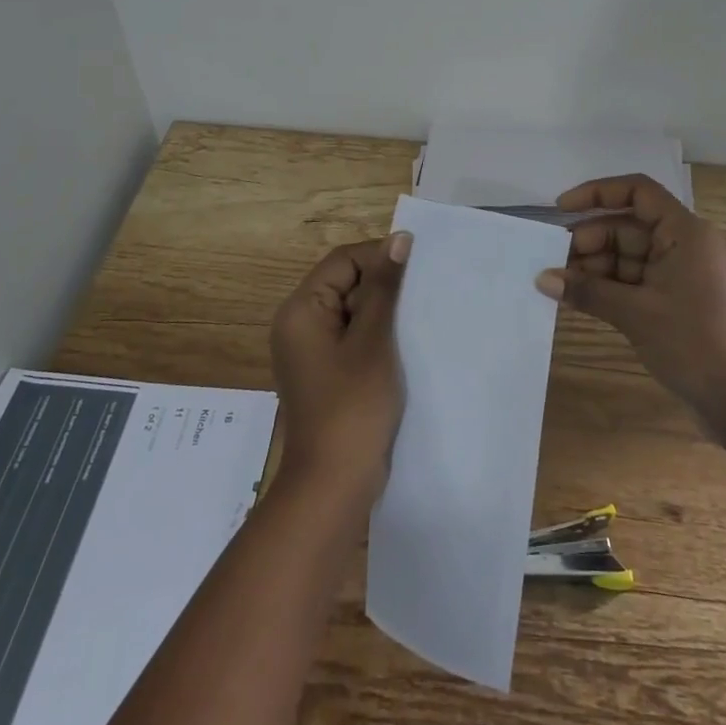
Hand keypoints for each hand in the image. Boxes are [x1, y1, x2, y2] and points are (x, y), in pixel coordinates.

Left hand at [270, 233, 410, 498]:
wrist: (334, 485)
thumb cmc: (353, 407)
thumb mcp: (373, 340)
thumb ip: (384, 288)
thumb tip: (399, 239)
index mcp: (302, 310)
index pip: (343, 261)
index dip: (380, 256)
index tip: (420, 265)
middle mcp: (300, 324)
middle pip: (345, 283)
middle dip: (384, 285)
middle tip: (424, 291)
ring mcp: (312, 351)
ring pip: (353, 311)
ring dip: (384, 311)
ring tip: (420, 315)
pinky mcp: (326, 373)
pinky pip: (352, 338)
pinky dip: (377, 335)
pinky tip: (406, 343)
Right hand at [535, 175, 725, 421]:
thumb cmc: (694, 342)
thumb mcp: (636, 313)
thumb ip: (587, 291)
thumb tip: (541, 279)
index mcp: (683, 232)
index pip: (637, 192)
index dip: (597, 193)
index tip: (560, 209)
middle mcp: (682, 245)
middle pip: (626, 227)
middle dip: (589, 241)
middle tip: (551, 262)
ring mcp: (678, 274)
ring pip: (626, 256)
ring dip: (593, 268)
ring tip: (557, 284)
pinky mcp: (673, 301)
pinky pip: (632, 282)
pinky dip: (606, 287)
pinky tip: (576, 298)